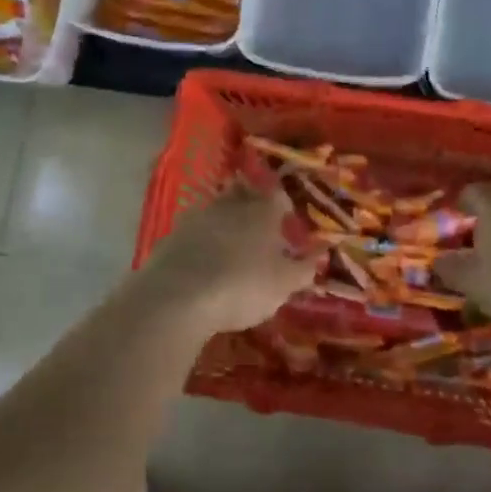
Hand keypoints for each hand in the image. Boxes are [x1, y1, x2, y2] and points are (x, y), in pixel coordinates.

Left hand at [138, 184, 319, 334]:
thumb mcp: (284, 284)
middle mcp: (230, 204)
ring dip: (225, 222)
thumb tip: (319, 253)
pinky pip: (194, 231)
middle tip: (259, 229)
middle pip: (244, 195)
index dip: (284, 208)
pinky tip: (203, 260)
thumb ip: (304, 267)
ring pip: (217, 210)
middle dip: (252, 207)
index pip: (278, 196)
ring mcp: (197, 216)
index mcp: (263, 210)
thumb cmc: (243, 286)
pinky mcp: (171, 234)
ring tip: (231, 246)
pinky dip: (202, 240)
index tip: (286, 224)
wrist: (178, 297)